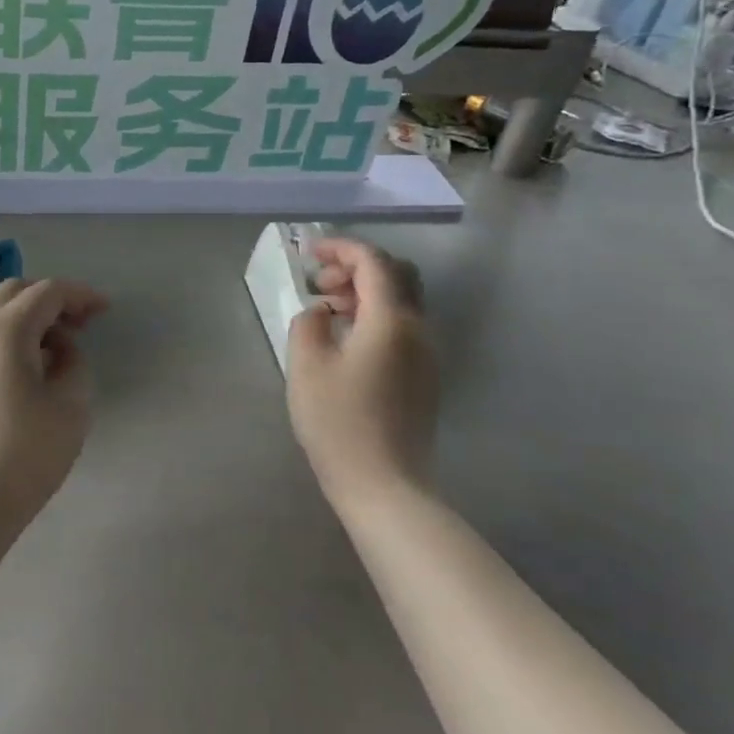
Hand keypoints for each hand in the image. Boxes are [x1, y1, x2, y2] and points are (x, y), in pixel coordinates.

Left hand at [0, 278, 107, 544]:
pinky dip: (9, 337)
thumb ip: (73, 362)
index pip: (47, 292)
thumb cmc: (24, 454)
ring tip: (57, 349)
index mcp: (3, 330)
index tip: (105, 310)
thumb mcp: (71, 406)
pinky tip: (28, 369)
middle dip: (51, 299)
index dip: (80, 295)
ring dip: (28, 318)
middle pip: (15, 292)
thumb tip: (58, 349)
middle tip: (81, 325)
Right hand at [286, 237, 438, 506]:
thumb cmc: (339, 423)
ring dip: (365, 293)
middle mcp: (418, 330)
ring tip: (327, 311)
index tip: (309, 253)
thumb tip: (320, 312)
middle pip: (398, 275)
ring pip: (402, 302)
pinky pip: (403, 328)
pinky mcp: (424, 377)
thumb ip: (309, 324)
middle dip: (357, 267)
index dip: (341, 249)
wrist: (385, 485)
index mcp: (391, 321)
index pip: (374, 263)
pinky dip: (375, 316)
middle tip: (319, 284)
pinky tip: (346, 340)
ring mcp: (426, 355)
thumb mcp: (306, 367)